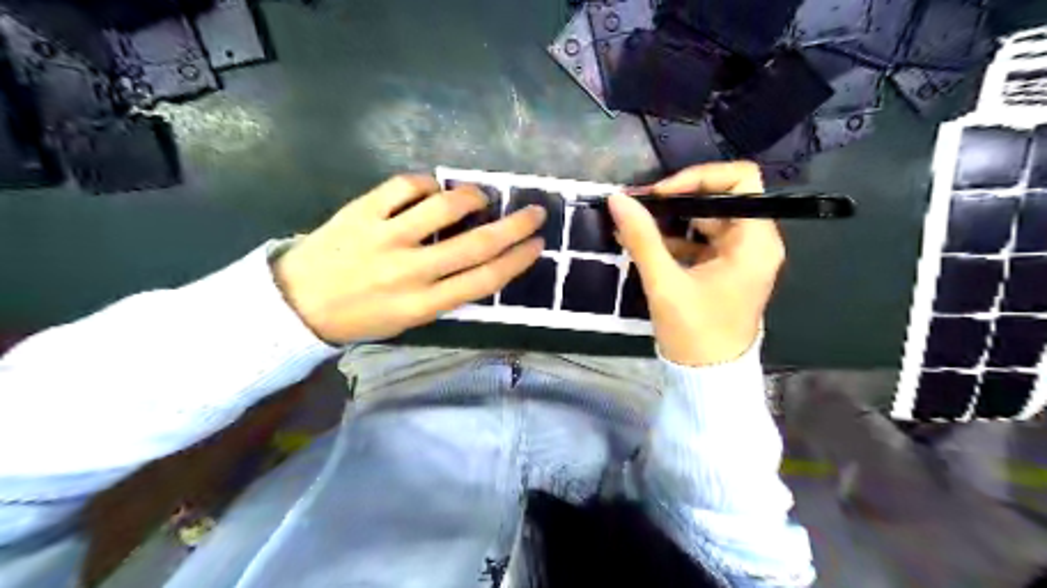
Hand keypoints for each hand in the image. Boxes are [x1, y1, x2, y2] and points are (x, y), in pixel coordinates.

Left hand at [269, 173, 548, 344]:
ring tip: (479, 197)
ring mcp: (385, 238)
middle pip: (477, 244)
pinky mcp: (361, 212)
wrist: (297, 304)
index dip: (518, 259)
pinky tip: (431, 189)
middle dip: (515, 225)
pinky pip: (404, 186)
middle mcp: (410, 271)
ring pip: (444, 206)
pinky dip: (426, 183)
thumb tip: (480, 259)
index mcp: (424, 304)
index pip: (485, 278)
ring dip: (472, 196)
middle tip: (535, 212)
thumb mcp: (409, 320)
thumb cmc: (361, 316)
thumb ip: (446, 293)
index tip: (537, 243)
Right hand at [607, 163, 783, 364]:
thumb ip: (642, 237)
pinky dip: (673, 240)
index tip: (661, 194)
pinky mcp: (724, 270)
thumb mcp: (665, 283)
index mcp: (754, 241)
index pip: (739, 181)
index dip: (699, 177)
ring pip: (706, 220)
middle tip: (639, 207)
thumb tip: (617, 199)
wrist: (707, 378)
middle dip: (677, 199)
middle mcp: (754, 242)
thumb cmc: (695, 332)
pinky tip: (642, 244)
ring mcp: (739, 257)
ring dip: (671, 220)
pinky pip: (700, 242)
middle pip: (720, 199)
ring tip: (634, 224)